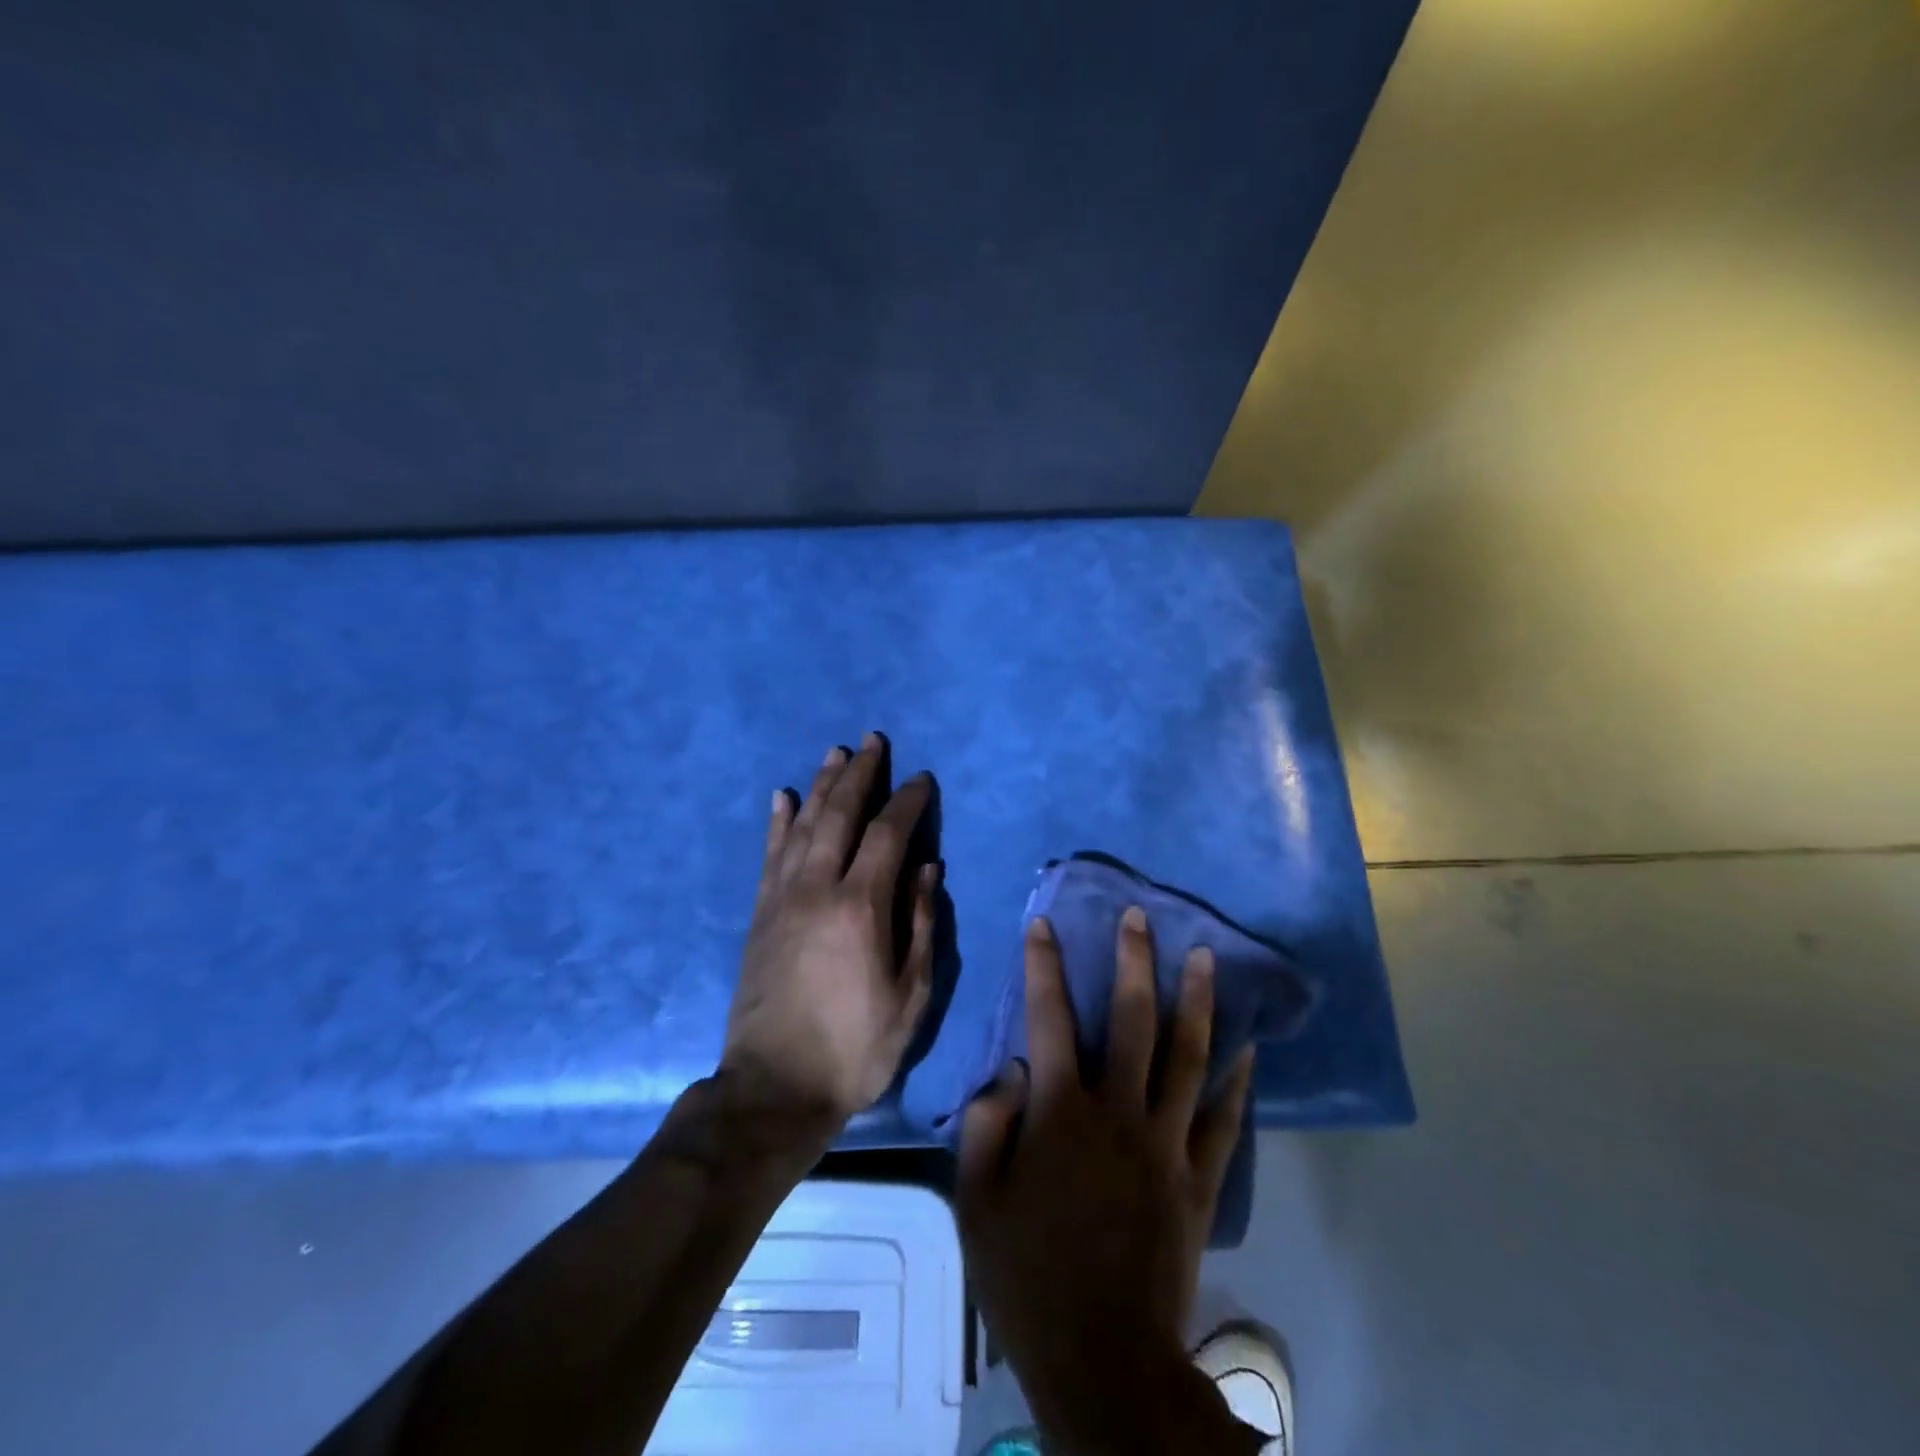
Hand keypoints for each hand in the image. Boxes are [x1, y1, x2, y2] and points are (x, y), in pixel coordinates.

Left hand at [721, 734, 938, 1128]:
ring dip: (821, 785)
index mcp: (860, 907)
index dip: (907, 801)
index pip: (888, 834)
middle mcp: (817, 888)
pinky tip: (783, 796)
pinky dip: (778, 821)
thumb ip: (920, 924)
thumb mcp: (910, 995)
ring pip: (802, 825)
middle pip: (840, 815)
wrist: (774, 1088)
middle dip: (860, 774)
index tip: (921, 779)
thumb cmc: (856, 1047)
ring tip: (835, 754)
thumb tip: (928, 867)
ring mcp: (782, 898)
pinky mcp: (760, 914)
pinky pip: (769, 854)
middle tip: (873, 741)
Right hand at [957, 907, 1255, 1432]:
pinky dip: (1237, 1080)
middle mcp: (1118, 1112)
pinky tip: (1249, 1048)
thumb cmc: (1027, 1276)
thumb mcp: (977, 1200)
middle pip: (1132, 1020)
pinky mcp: (1198, 1179)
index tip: (1043, 925)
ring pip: (1188, 1056)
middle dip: (1134, 961)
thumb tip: (1012, 1069)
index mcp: (1061, 1113)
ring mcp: (1166, 1143)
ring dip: (1196, 1001)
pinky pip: (1223, 1120)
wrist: (1102, 1358)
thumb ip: (988, 1123)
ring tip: (1204, 956)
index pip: (1049, 1018)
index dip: (1044, 966)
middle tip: (1140, 917)